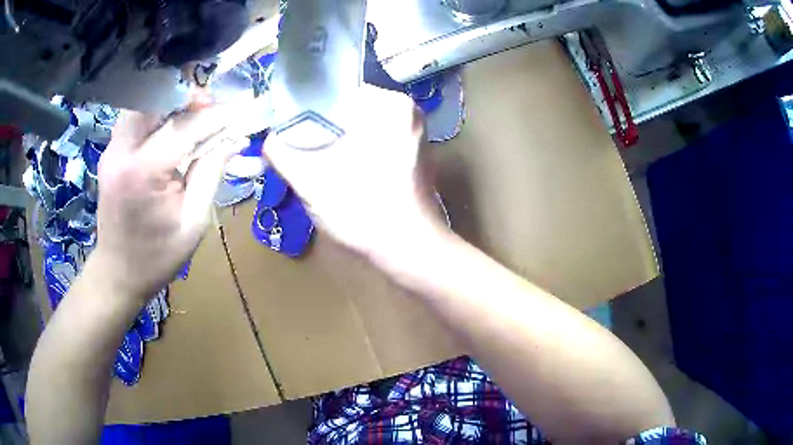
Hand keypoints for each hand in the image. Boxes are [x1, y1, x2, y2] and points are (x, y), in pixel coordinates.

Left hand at [92, 105, 247, 300]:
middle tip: (210, 106)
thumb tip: (235, 139)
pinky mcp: (110, 151)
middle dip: (187, 95)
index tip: (241, 112)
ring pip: (143, 101)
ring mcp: (112, 149)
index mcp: (143, 172)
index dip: (216, 115)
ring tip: (193, 113)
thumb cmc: (157, 257)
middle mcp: (122, 151)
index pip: (185, 126)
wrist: (117, 273)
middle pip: (156, 98)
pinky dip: (156, 111)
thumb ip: (211, 174)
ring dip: (170, 100)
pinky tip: (171, 124)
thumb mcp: (192, 223)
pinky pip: (135, 116)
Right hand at [264, 85, 446, 259]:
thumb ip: (281, 151)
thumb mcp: (309, 179)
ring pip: (360, 125)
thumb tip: (268, 138)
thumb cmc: (362, 211)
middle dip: (321, 126)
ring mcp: (415, 132)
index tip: (287, 127)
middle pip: (348, 108)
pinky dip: (355, 149)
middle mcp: (407, 111)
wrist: (410, 251)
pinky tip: (340, 169)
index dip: (305, 108)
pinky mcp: (414, 153)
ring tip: (314, 158)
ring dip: (336, 139)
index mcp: (389, 104)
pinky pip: (375, 140)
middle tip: (297, 145)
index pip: (334, 91)